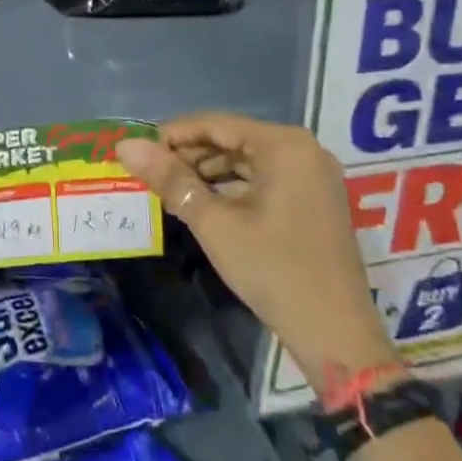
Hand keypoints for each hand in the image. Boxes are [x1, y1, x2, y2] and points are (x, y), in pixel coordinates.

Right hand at [117, 112, 396, 382]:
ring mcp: (313, 176)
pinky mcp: (314, 200)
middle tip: (150, 173)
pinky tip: (205, 204)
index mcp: (284, 145)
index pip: (215, 123)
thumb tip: (125, 145)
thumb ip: (170, 179)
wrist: (336, 336)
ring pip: (247, 160)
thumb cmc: (274, 270)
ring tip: (171, 189)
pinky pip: (264, 179)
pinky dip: (233, 187)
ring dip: (208, 171)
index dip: (172, 134)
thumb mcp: (215, 223)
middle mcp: (303, 150)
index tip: (137, 150)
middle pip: (232, 139)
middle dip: (190, 154)